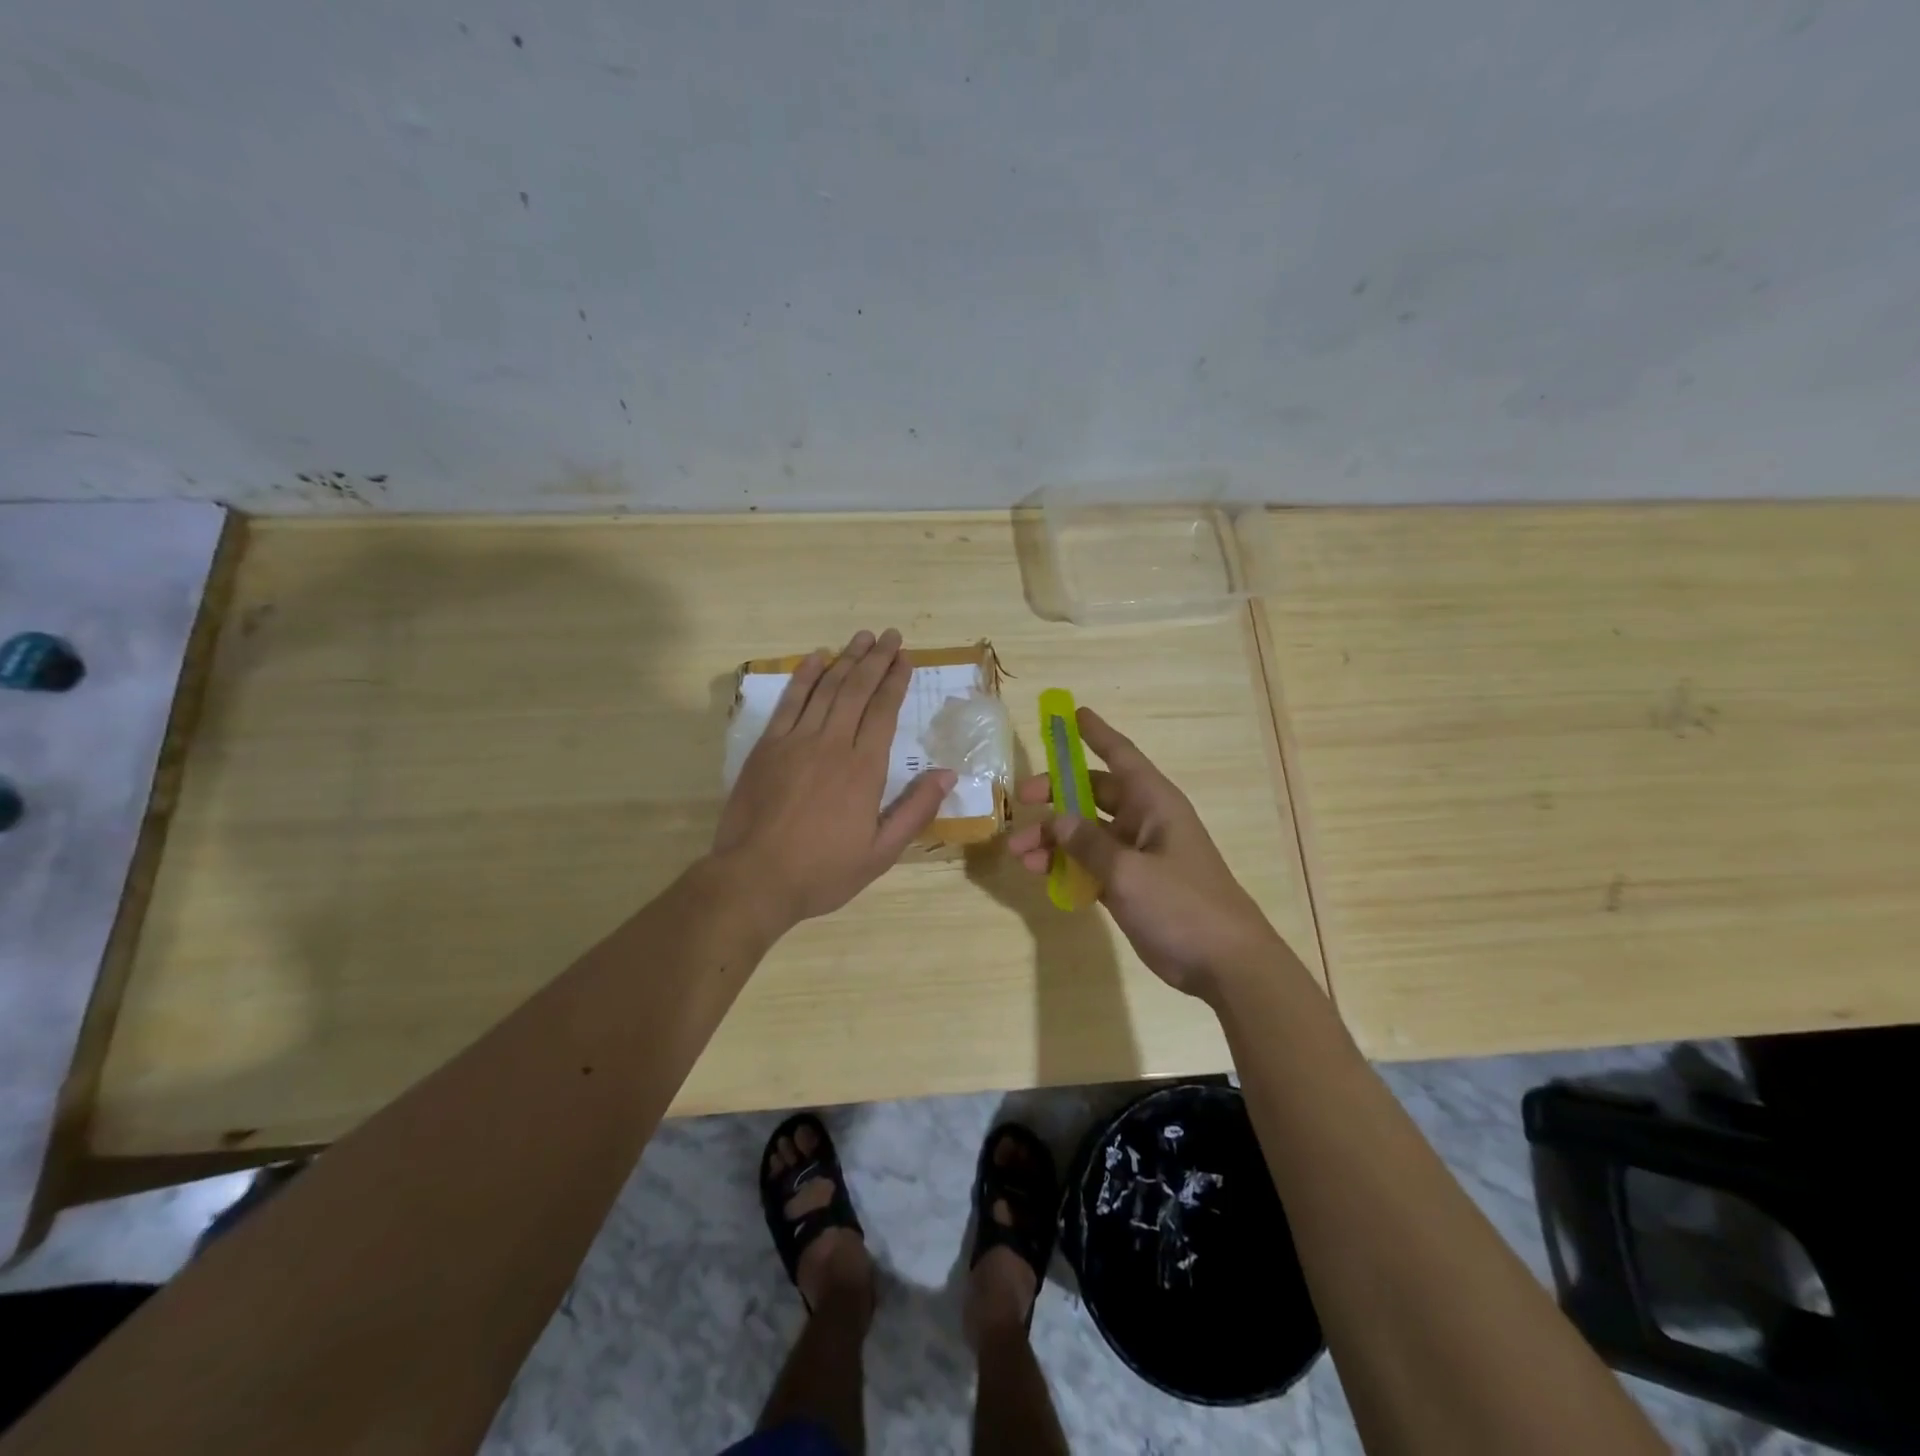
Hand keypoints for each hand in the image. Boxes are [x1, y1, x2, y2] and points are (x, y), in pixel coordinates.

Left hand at [713, 628, 954, 930]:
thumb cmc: (822, 871)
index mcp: (864, 769)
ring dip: (845, 659)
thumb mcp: (881, 853)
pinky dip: (804, 677)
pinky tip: (815, 658)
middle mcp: (832, 744)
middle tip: (890, 635)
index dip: (896, 681)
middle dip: (875, 659)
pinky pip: (788, 701)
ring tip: (861, 637)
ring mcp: (795, 741)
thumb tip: (948, 773)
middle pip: (857, 689)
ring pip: (826, 689)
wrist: (754, 878)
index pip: (884, 711)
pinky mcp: (767, 746)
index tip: (905, 658)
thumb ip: (915, 811)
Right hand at [1005, 706, 1281, 998]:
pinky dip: (1067, 866)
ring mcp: (1139, 855)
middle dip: (1056, 795)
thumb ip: (1088, 843)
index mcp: (1154, 804)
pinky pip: (1092, 864)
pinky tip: (1041, 874)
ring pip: (1087, 833)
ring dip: (1054, 839)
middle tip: (1020, 800)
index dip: (1096, 733)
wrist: (1226, 964)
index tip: (1071, 713)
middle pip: (1094, 795)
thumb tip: (1057, 819)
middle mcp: (1146, 821)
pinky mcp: (1133, 885)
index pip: (1121, 756)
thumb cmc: (1183, 906)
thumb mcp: (1129, 872)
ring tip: (1019, 854)